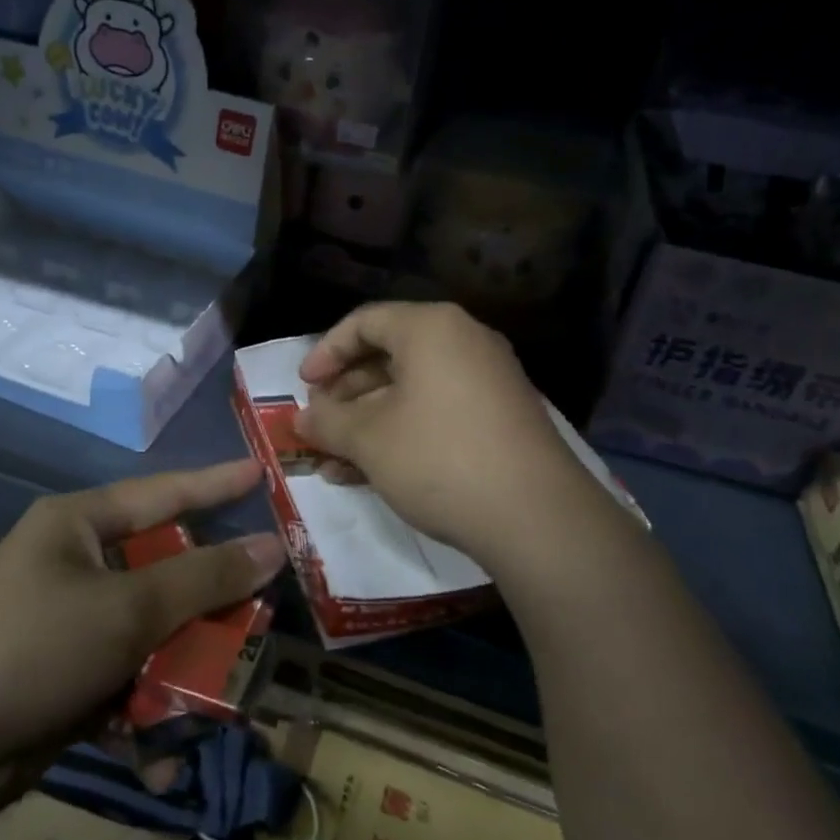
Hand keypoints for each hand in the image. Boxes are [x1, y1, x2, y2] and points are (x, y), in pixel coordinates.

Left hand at [0, 460, 285, 780]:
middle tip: (267, 616)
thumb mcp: (124, 611)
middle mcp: (78, 567)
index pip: (164, 493)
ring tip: (228, 704)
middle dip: (213, 605)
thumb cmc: (28, 650)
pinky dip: (147, 718)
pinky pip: (128, 685)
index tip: (261, 472)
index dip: (216, 483)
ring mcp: (73, 626)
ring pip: (155, 635)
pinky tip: (162, 759)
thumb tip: (271, 546)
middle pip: (167, 573)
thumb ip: (202, 579)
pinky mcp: (68, 682)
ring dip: (186, 673)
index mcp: (80, 526)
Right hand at [296, 302, 583, 563]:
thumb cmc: (439, 458)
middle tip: (319, 425)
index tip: (303, 386)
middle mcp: (463, 342)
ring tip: (334, 462)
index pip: (364, 322)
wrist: (537, 518)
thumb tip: (301, 418)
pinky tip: (369, 474)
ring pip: (410, 391)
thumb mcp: (369, 439)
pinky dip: (401, 435)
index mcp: (431, 328)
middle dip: (345, 395)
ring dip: (367, 423)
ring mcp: (487, 381)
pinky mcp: (500, 419)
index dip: (326, 352)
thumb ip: (328, 422)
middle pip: (388, 356)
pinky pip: (437, 413)